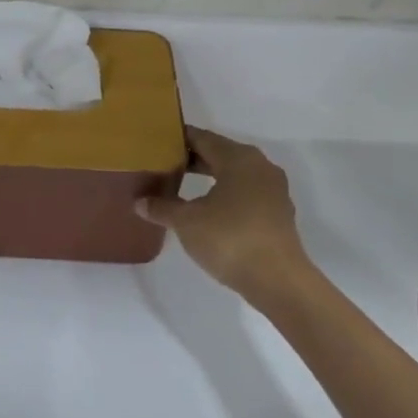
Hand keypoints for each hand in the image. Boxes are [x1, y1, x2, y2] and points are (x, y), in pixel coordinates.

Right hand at [139, 127, 308, 298]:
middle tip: (163, 165)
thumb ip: (162, 208)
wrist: (277, 279)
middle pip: (220, 154)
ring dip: (209, 178)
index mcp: (239, 158)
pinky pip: (245, 193)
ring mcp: (273, 191)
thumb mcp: (186, 222)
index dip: (179, 139)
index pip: (203, 138)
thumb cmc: (229, 239)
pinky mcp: (277, 214)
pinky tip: (206, 210)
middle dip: (192, 159)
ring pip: (234, 175)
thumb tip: (140, 202)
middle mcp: (260, 167)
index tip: (157, 143)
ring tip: (180, 187)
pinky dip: (225, 195)